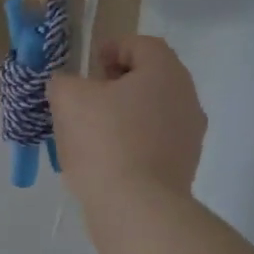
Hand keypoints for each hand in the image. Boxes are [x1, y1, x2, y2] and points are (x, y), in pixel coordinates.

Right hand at [48, 36, 205, 198]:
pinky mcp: (184, 168)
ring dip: (125, 114)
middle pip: (151, 79)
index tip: (89, 64)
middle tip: (88, 95)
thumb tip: (66, 85)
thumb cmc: (105, 142)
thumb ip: (63, 82)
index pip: (142, 45)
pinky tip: (106, 160)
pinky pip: (155, 143)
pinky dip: (132, 143)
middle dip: (118, 83)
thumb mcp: (68, 100)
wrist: (137, 208)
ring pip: (153, 113)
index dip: (113, 47)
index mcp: (165, 72)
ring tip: (92, 130)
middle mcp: (186, 98)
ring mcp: (190, 136)